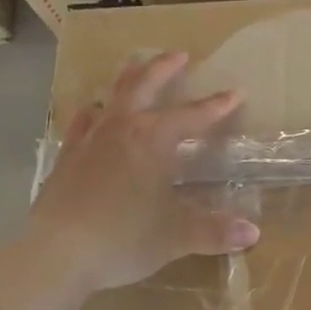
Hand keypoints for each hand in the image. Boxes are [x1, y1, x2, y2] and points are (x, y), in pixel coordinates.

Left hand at [22, 52, 258, 293]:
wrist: (57, 254)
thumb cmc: (123, 238)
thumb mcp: (176, 236)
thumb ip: (215, 231)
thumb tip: (253, 233)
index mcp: (153, 139)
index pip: (193, 115)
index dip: (216, 105)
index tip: (236, 92)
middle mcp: (122, 129)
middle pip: (144, 85)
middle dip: (164, 68)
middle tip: (180, 55)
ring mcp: (89, 140)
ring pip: (111, 96)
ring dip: (127, 79)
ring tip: (135, 67)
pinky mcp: (66, 158)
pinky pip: (81, 124)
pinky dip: (92, 113)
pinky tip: (92, 111)